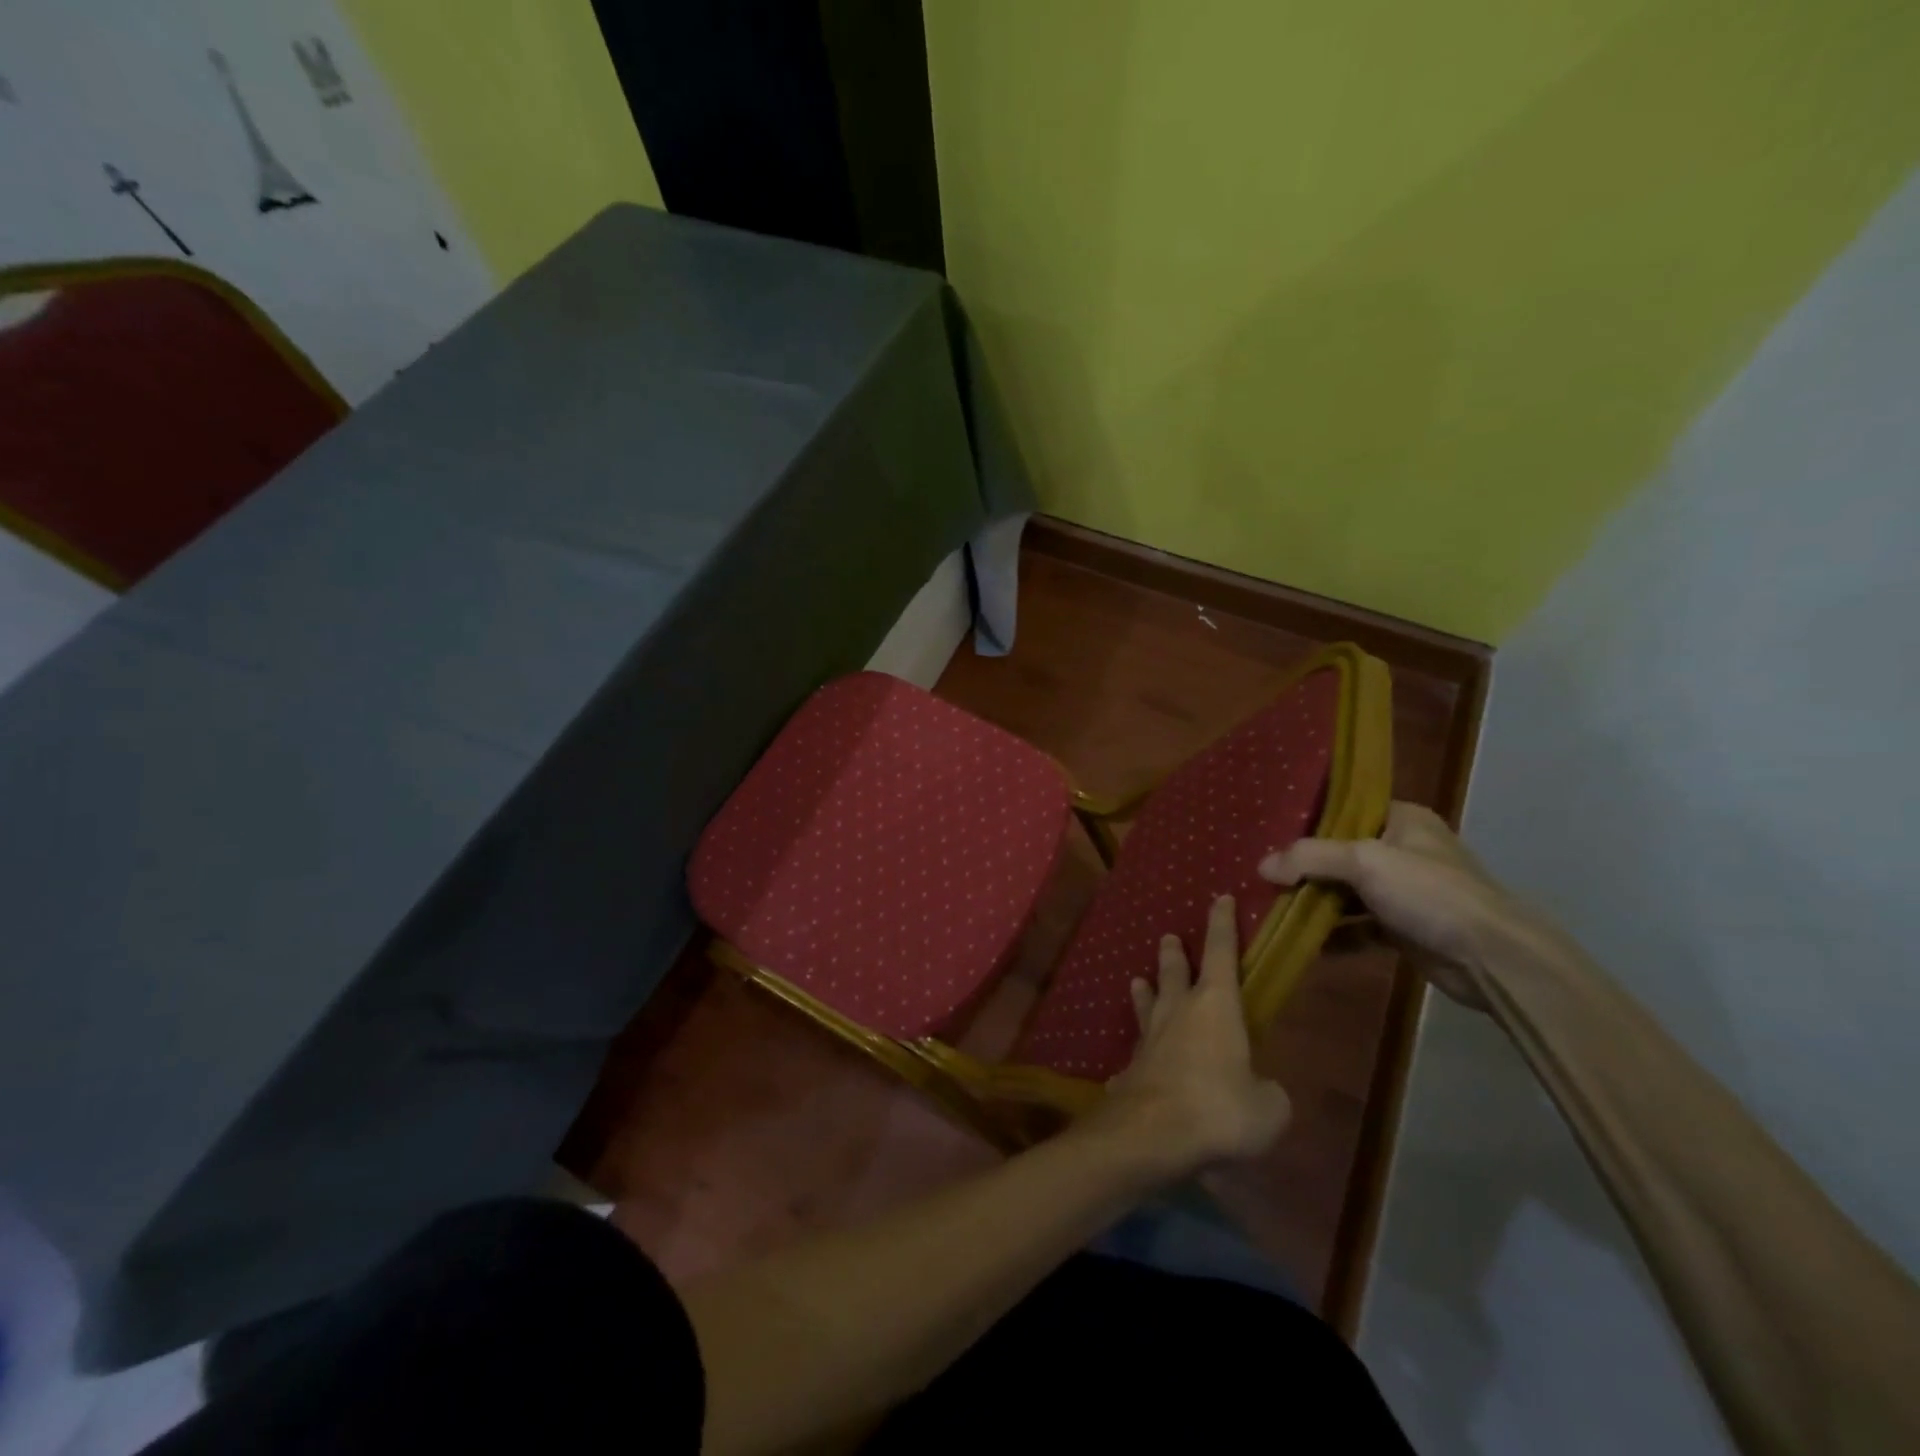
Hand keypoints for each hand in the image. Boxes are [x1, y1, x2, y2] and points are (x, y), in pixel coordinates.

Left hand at [1092, 894, 1291, 1176]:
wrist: (1152, 1134)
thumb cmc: (1219, 1108)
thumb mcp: (1269, 1108)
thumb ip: (1269, 1093)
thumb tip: (1262, 1091)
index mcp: (1215, 1006)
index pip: (1220, 953)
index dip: (1222, 925)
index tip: (1220, 898)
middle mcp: (1178, 1012)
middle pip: (1174, 972)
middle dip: (1174, 954)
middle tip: (1168, 937)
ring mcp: (1149, 1038)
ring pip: (1146, 1003)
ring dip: (1145, 991)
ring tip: (1138, 980)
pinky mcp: (1130, 1068)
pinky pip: (1135, 1053)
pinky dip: (1137, 1053)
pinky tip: (1127, 1065)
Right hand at [1259, 801, 1528, 1009]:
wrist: (1493, 958)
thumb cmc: (1430, 893)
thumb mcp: (1365, 862)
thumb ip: (1310, 858)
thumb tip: (1262, 866)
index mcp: (1402, 819)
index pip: (1346, 809)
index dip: (1308, 818)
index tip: (1269, 830)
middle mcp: (1403, 850)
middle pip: (1340, 852)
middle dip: (1303, 866)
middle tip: (1262, 872)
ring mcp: (1404, 891)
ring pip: (1346, 891)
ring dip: (1315, 901)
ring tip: (1272, 906)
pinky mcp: (1403, 928)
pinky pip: (1357, 926)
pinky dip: (1333, 934)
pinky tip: (1302, 942)